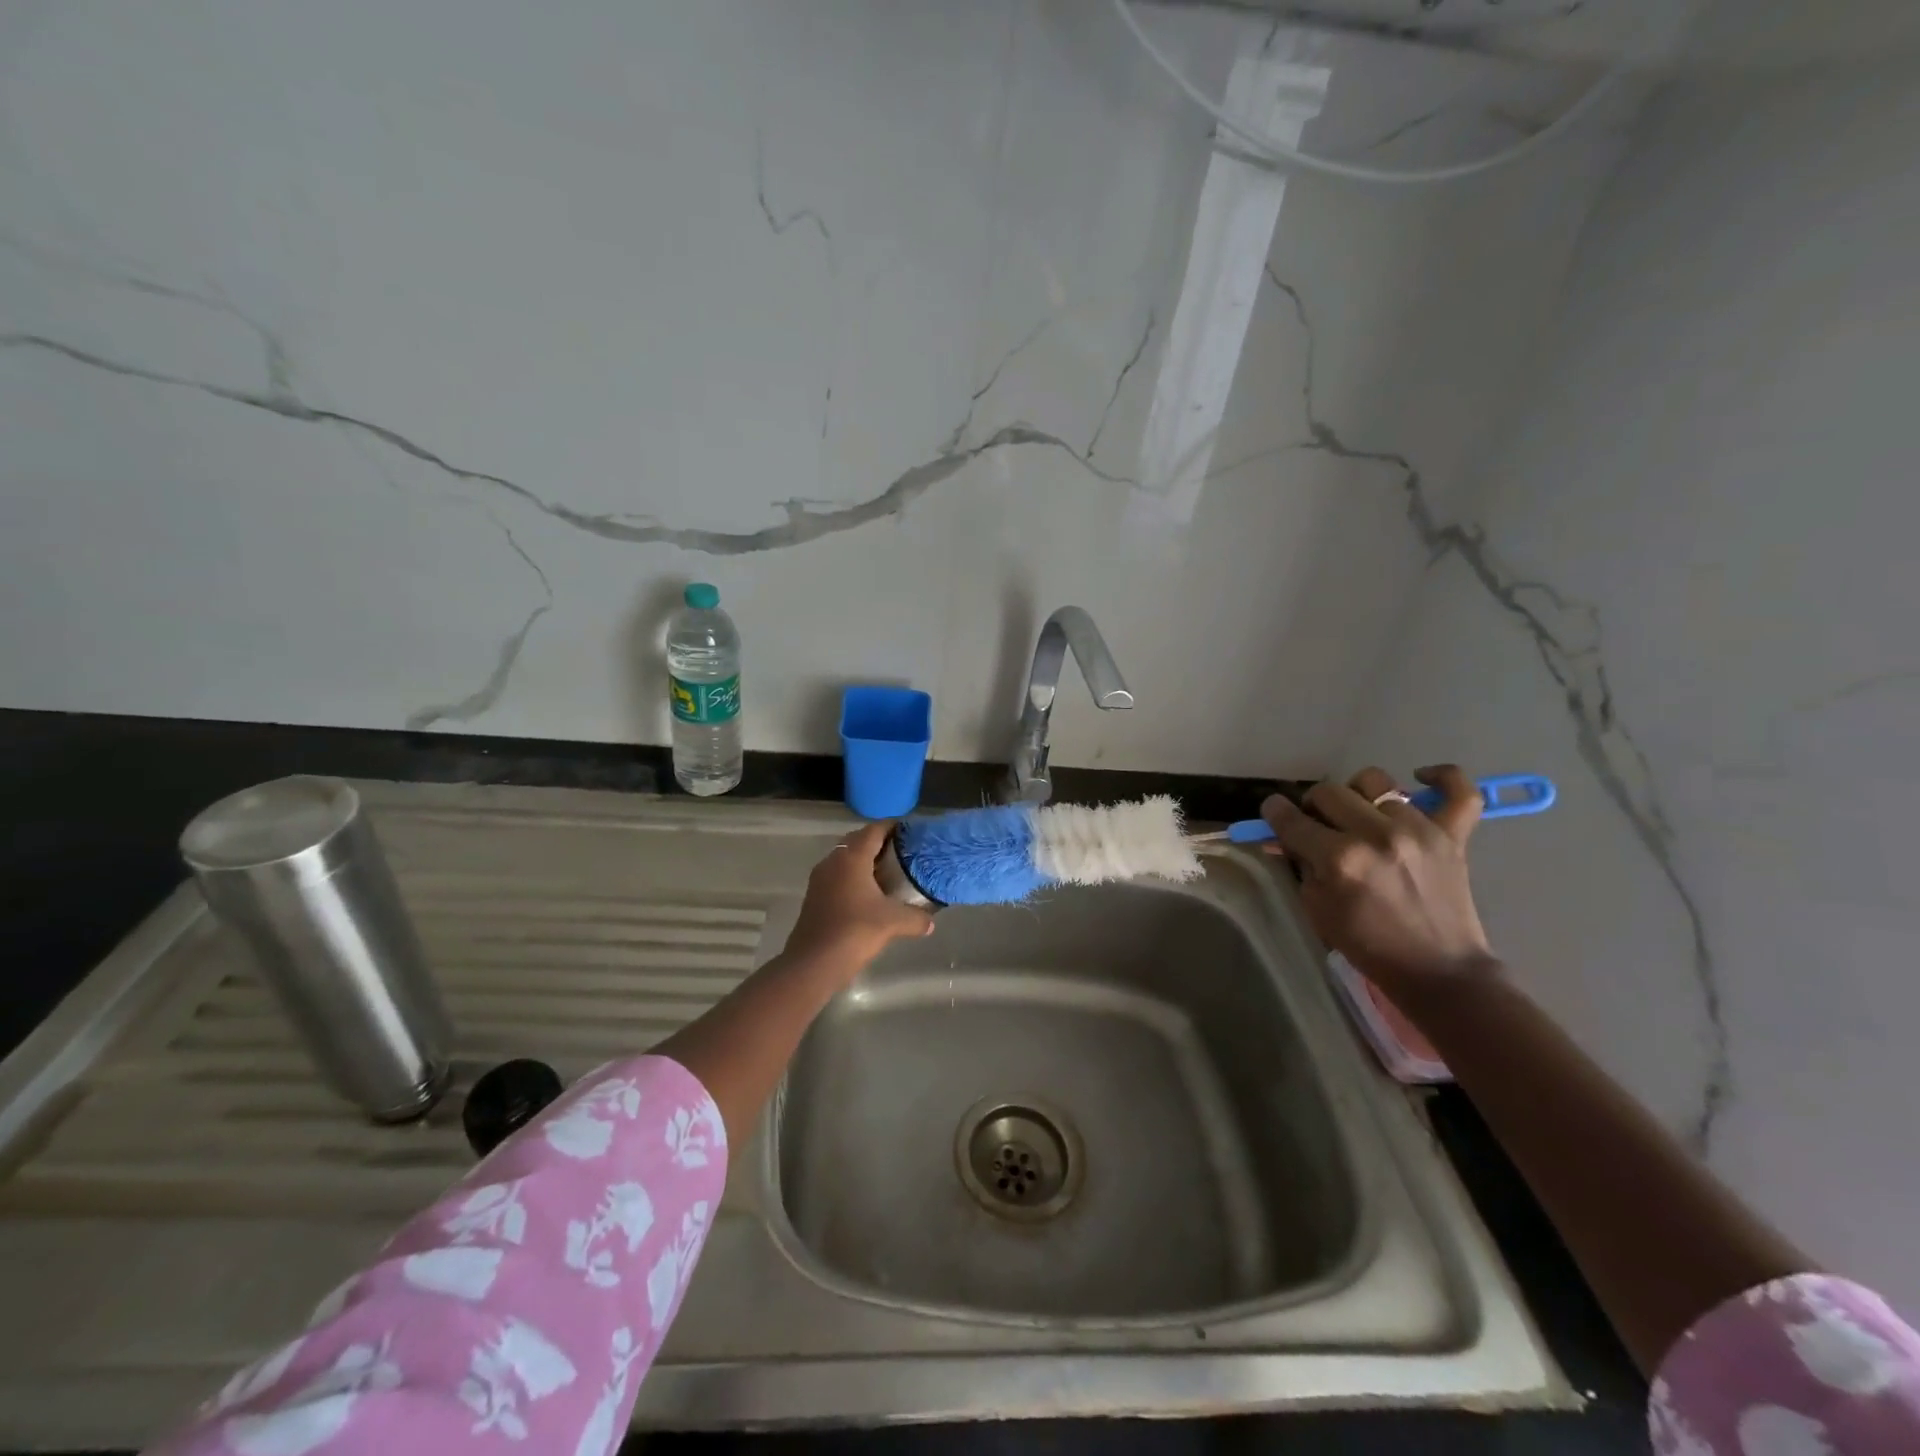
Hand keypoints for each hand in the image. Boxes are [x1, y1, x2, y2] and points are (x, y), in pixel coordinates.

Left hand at [784, 821, 934, 972]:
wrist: (813, 962)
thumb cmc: (855, 931)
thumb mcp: (892, 922)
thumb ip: (916, 918)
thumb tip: (931, 923)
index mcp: (851, 858)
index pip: (873, 830)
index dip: (892, 826)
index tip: (909, 829)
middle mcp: (833, 861)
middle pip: (857, 841)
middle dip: (879, 842)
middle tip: (902, 850)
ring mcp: (820, 878)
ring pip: (845, 859)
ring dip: (865, 860)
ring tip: (889, 871)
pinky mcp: (815, 896)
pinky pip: (838, 875)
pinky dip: (854, 877)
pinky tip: (870, 894)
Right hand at [1260, 764, 1499, 996]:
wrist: (1438, 972)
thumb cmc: (1368, 945)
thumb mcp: (1317, 907)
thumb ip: (1302, 864)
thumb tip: (1290, 836)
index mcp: (1339, 859)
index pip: (1291, 818)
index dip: (1274, 812)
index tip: (1273, 812)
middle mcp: (1375, 835)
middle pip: (1328, 792)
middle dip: (1313, 805)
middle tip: (1318, 824)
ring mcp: (1419, 831)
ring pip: (1375, 783)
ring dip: (1358, 797)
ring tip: (1361, 816)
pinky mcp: (1452, 835)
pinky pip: (1459, 790)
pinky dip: (1442, 777)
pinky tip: (1421, 779)